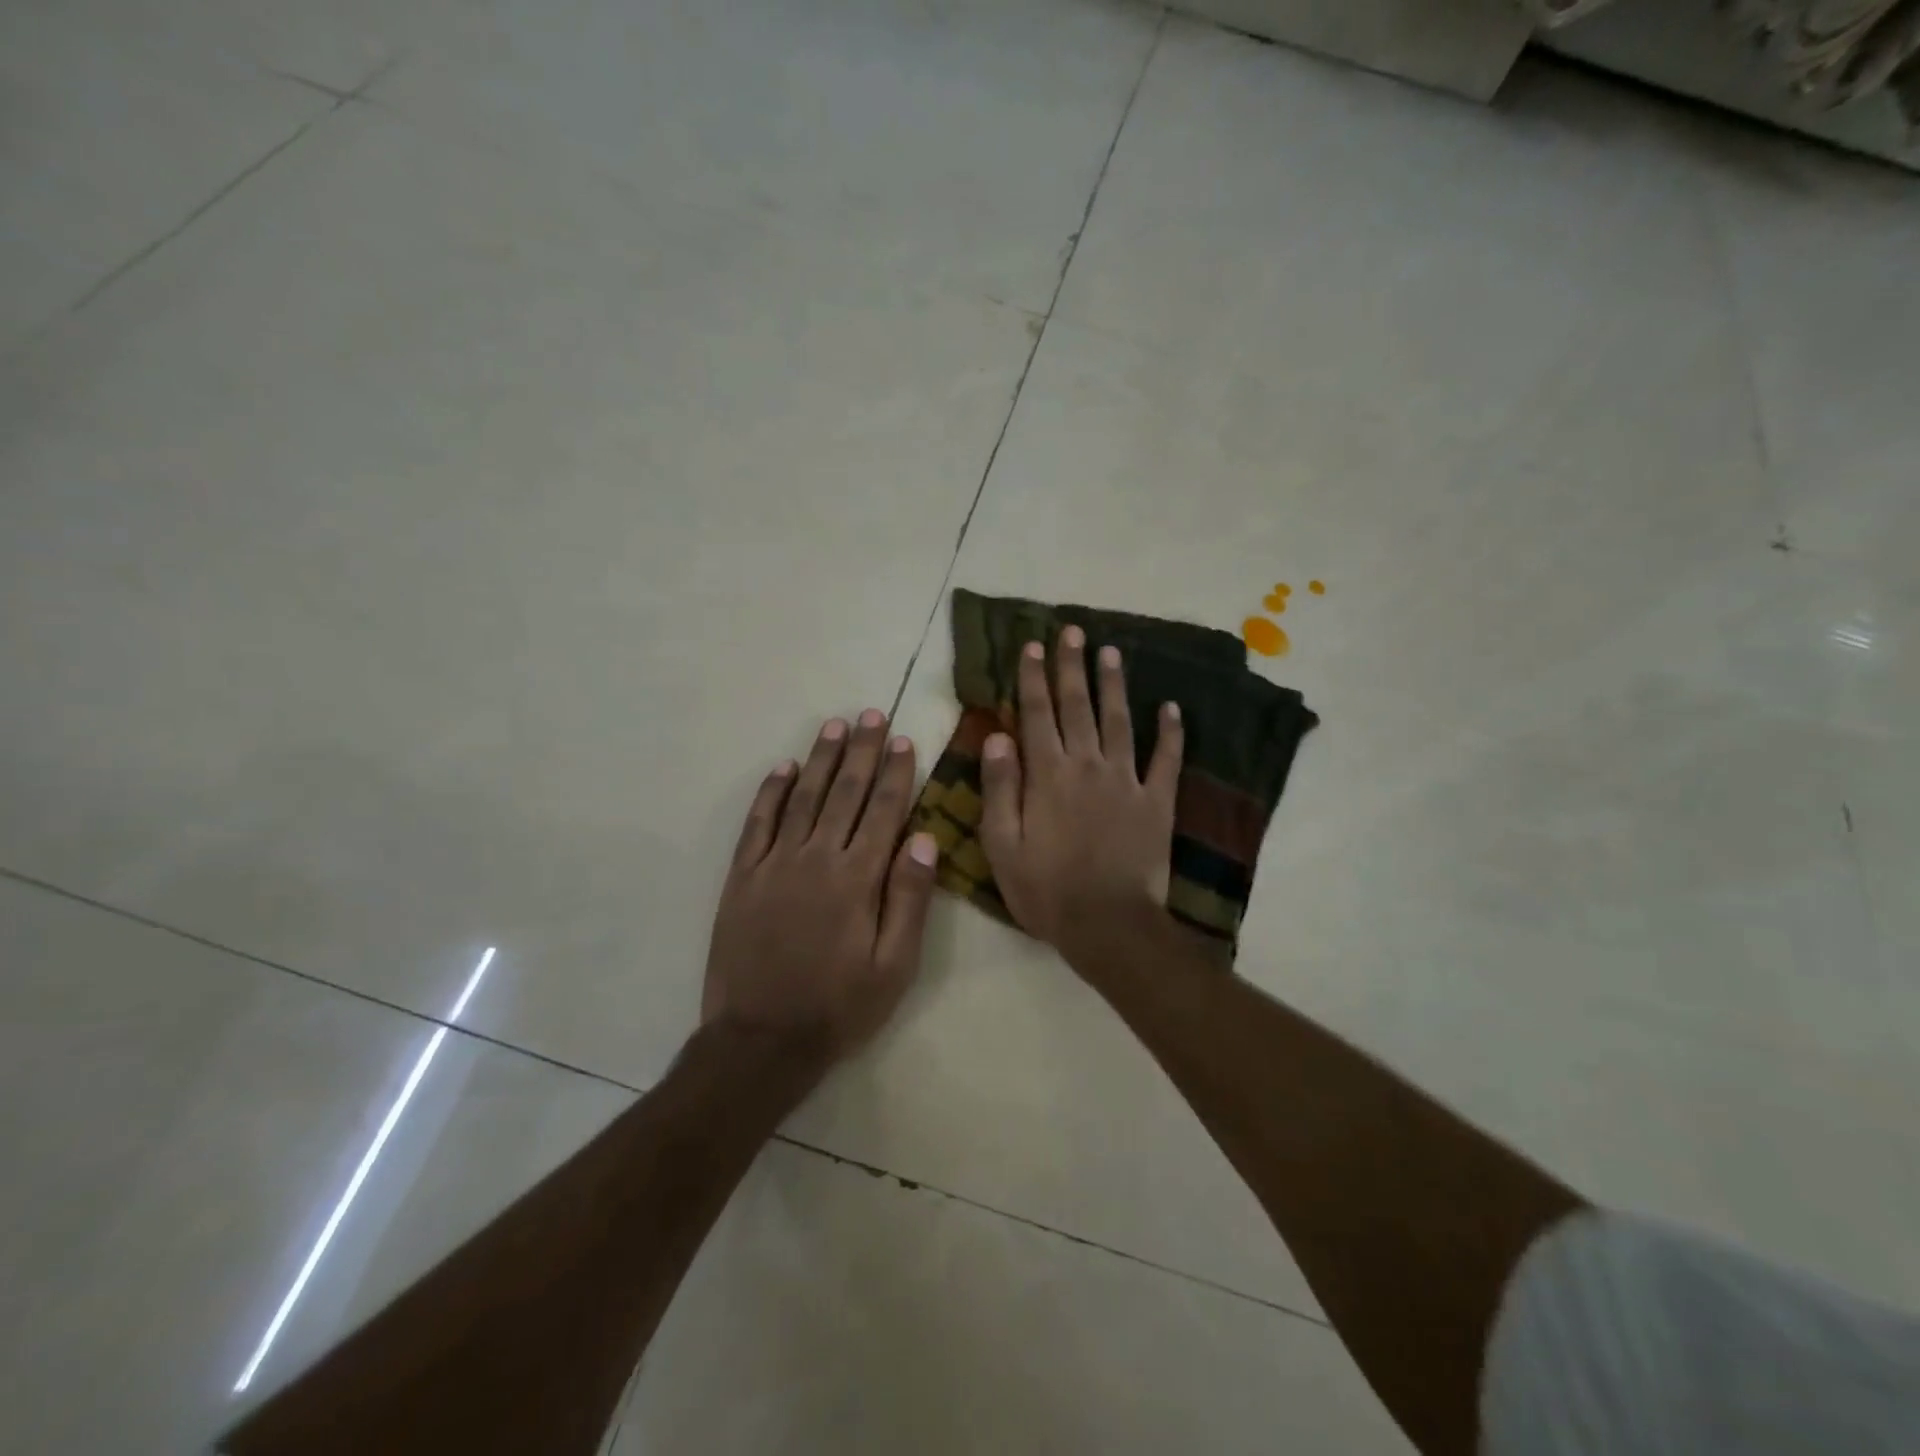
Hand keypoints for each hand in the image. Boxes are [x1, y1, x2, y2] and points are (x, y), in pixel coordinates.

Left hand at [702, 710, 937, 1062]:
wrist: (760, 1041)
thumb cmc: (839, 1007)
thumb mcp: (894, 966)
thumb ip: (908, 899)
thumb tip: (923, 838)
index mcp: (858, 878)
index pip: (883, 811)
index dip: (896, 773)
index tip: (904, 740)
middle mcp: (816, 858)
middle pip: (845, 793)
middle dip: (862, 751)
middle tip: (872, 715)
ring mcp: (774, 864)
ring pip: (803, 798)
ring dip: (821, 759)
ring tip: (835, 726)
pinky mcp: (743, 877)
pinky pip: (758, 823)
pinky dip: (771, 792)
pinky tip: (783, 768)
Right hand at [978, 626, 1183, 970]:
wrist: (1108, 925)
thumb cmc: (1045, 889)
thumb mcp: (1002, 845)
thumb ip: (999, 788)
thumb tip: (996, 737)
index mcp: (1047, 775)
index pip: (1037, 714)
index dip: (1034, 678)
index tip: (1034, 645)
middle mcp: (1087, 765)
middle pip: (1078, 706)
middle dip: (1073, 666)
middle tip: (1073, 631)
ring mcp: (1127, 781)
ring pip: (1120, 721)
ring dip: (1114, 685)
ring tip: (1112, 651)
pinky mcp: (1157, 802)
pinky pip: (1167, 760)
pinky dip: (1171, 732)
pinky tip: (1172, 708)